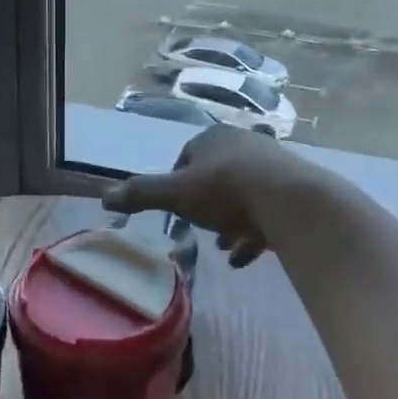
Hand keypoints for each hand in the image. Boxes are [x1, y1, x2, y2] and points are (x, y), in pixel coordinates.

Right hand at [101, 125, 306, 268]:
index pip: (186, 158)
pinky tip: (242, 259)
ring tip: (221, 247)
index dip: (177, 185)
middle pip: (216, 178)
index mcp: (214, 139)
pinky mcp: (294, 190)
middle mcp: (244, 145)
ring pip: (242, 196)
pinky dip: (252, 235)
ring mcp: (272, 167)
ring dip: (229, 223)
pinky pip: (266, 213)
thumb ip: (142, 194)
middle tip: (198, 231)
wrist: (290, 201)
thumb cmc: (226, 190)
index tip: (175, 210)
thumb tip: (104, 197)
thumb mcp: (177, 193)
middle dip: (205, 206)